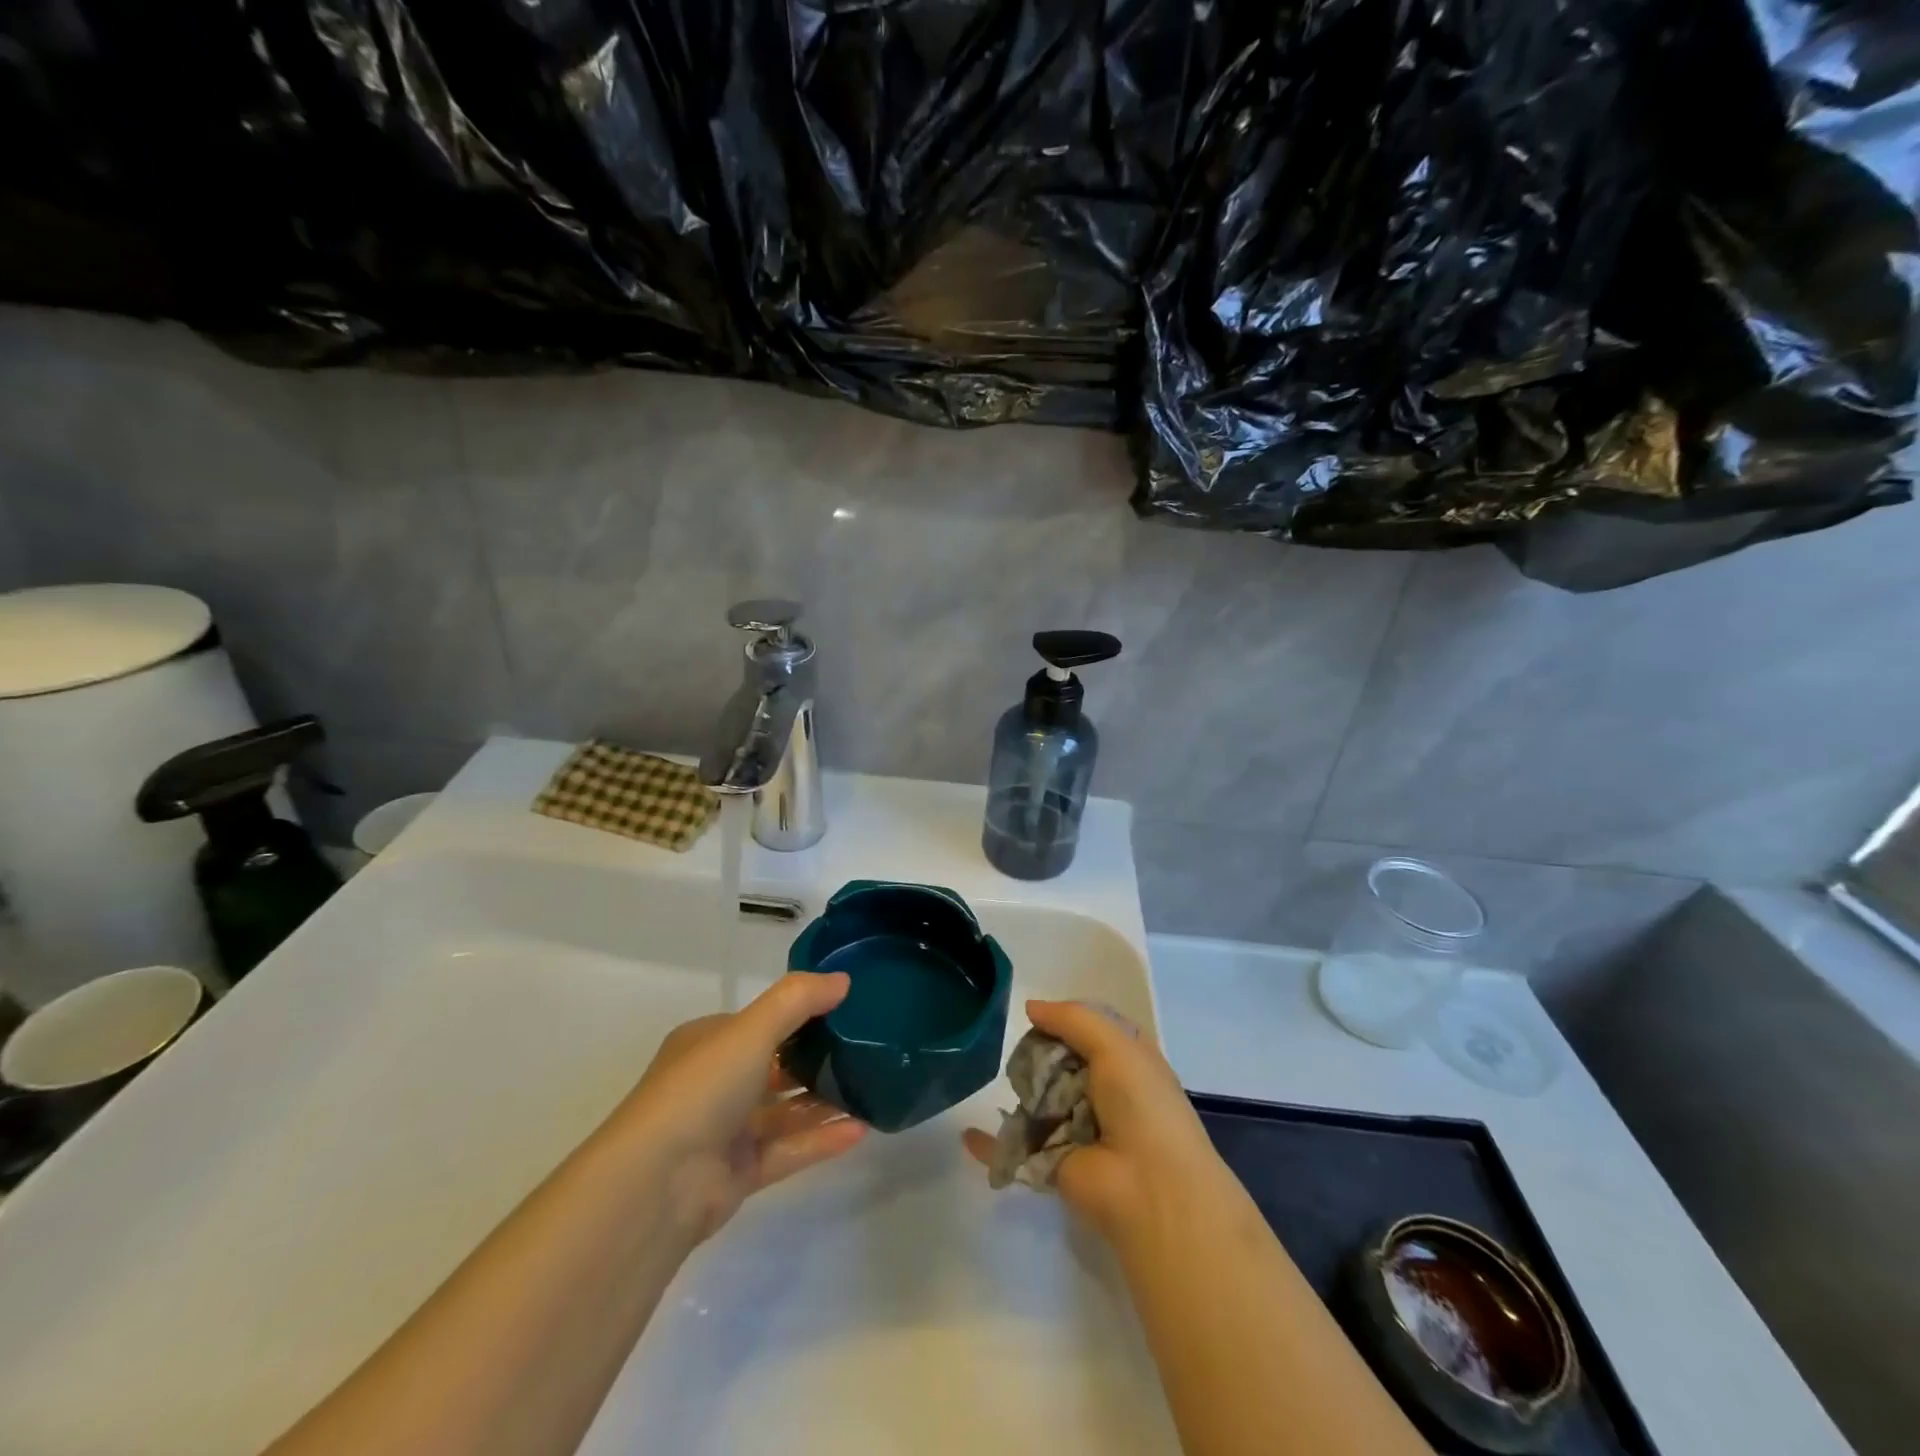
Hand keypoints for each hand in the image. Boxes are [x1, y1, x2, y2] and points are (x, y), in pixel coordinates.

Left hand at [610, 972, 868, 1246]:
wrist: (657, 1184)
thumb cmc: (702, 1088)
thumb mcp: (752, 1029)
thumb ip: (798, 999)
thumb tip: (843, 980)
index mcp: (708, 1043)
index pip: (760, 1021)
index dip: (801, 1013)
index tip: (846, 1009)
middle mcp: (715, 1083)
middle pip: (775, 1065)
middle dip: (817, 1058)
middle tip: (867, 1049)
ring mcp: (726, 1131)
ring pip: (784, 1110)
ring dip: (824, 1100)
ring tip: (873, 1089)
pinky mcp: (739, 1173)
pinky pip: (789, 1149)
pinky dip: (821, 1139)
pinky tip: (861, 1129)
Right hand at [963, 999, 1237, 1246]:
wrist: (1150, 1189)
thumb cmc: (1141, 1106)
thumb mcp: (1116, 1046)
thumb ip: (1072, 1020)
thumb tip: (1031, 1007)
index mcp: (1129, 1062)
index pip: (1093, 1030)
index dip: (1067, 1019)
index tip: (1037, 1014)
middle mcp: (1106, 1092)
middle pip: (1061, 1062)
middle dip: (1039, 1053)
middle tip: (1021, 1051)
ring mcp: (1078, 1128)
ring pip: (1039, 1099)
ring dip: (1021, 1090)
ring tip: (1004, 1081)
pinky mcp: (1054, 1162)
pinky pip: (1017, 1147)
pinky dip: (991, 1143)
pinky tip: (967, 1134)